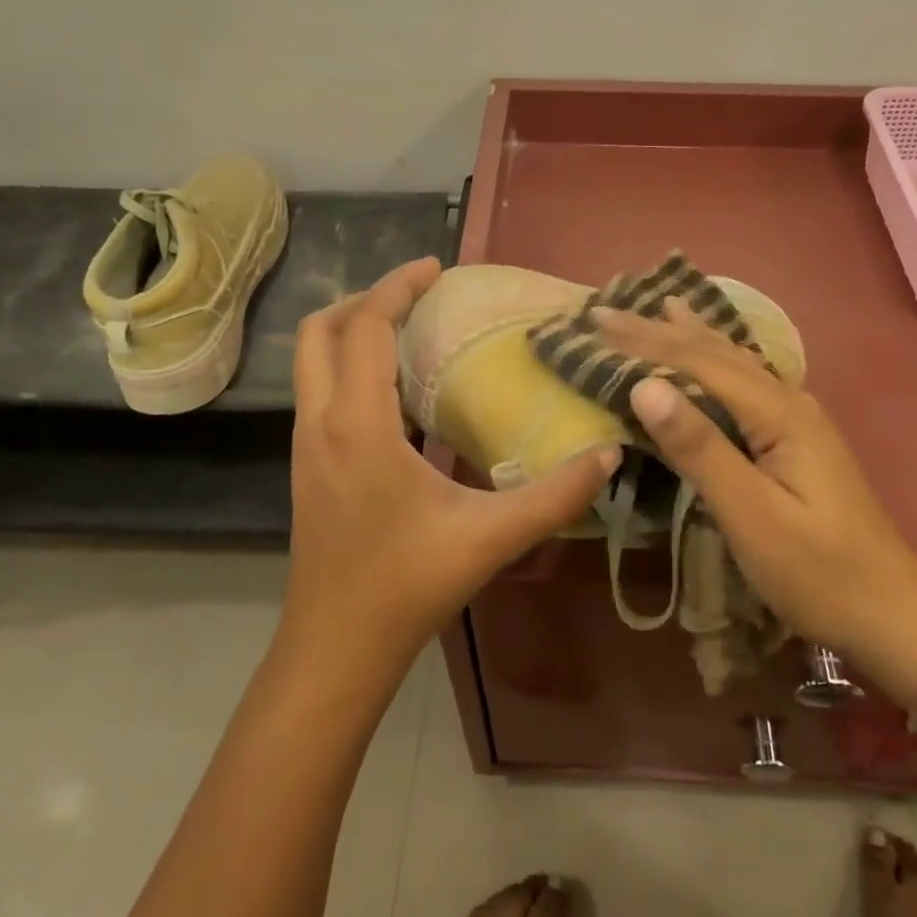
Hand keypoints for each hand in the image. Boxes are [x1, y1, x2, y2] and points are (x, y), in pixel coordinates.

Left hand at [283, 257, 617, 679]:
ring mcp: (306, 447)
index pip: (365, 327)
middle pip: (321, 332)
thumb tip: (610, 455)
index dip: (397, 286)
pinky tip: (396, 396)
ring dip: (353, 333)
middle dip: (365, 300)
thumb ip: (555, 496)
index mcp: (358, 424)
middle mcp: (320, 424)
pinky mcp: (307, 468)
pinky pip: (320, 393)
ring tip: (409, 333)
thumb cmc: (406, 586)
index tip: (436, 268)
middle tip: (418, 296)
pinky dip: (349, 369)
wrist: (336, 649)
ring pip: (312, 363)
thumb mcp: (490, 537)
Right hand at [593, 299, 916, 707]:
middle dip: (659, 330)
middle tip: (607, 311)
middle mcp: (788, 401)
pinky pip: (744, 383)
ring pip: (733, 363)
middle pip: (715, 354)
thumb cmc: (816, 571)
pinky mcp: (794, 440)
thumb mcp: (751, 514)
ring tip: (660, 305)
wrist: (890, 612)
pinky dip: (714, 359)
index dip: (644, 341)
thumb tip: (643, 384)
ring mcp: (796, 419)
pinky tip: (713, 352)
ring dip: (690, 335)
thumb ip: (699, 447)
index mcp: (778, 412)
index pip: (698, 362)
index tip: (596, 322)